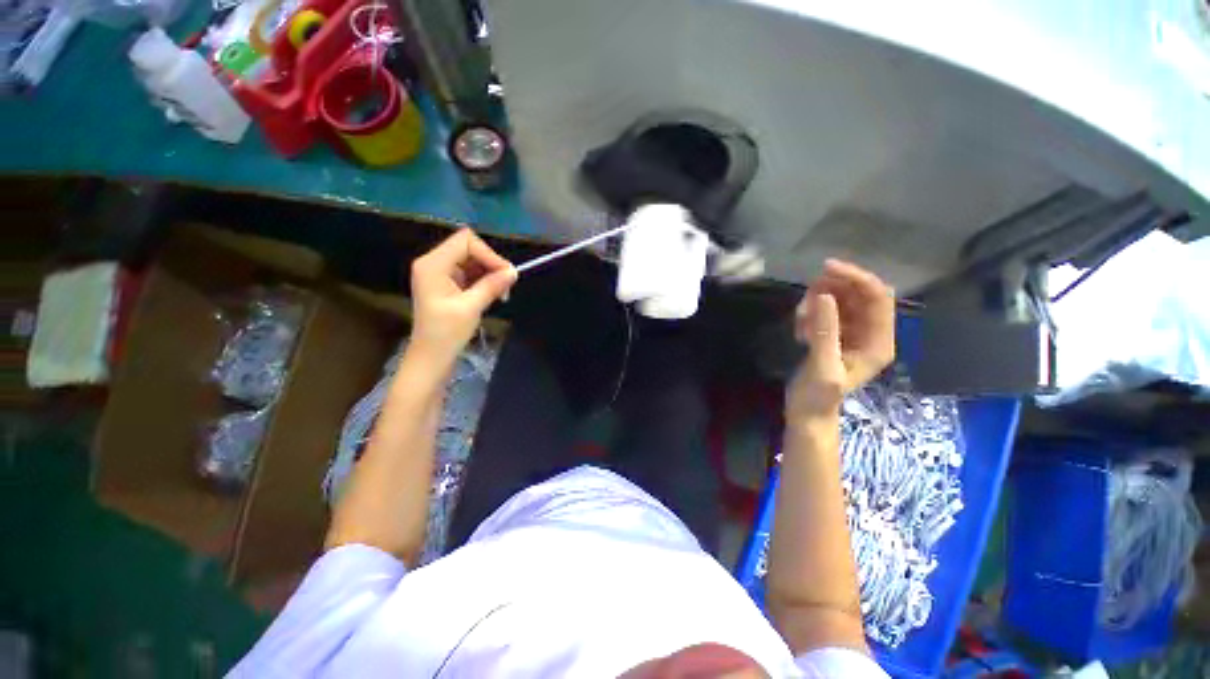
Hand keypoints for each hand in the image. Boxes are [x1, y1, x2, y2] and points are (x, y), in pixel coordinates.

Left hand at [409, 229, 516, 364]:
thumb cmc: (446, 333)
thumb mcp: (471, 308)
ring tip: (502, 294)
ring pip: (472, 261)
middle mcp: (433, 263)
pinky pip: (470, 273)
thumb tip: (513, 271)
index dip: (489, 254)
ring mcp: (439, 273)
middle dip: (491, 264)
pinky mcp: (446, 284)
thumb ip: (491, 286)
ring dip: (490, 274)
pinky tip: (494, 295)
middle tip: (507, 286)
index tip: (506, 275)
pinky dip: (484, 281)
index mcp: (433, 264)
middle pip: (469, 248)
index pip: (466, 242)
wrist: (431, 357)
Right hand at [787, 259, 894, 421]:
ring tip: (800, 319)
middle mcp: (870, 333)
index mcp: (878, 341)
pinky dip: (812, 313)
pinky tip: (799, 330)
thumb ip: (825, 331)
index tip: (826, 268)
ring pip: (841, 301)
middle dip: (834, 289)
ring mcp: (853, 333)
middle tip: (807, 294)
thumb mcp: (822, 365)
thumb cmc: (818, 396)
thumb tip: (825, 295)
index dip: (856, 278)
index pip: (877, 298)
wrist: (807, 413)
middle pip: (860, 295)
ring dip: (819, 302)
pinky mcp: (836, 335)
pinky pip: (827, 312)